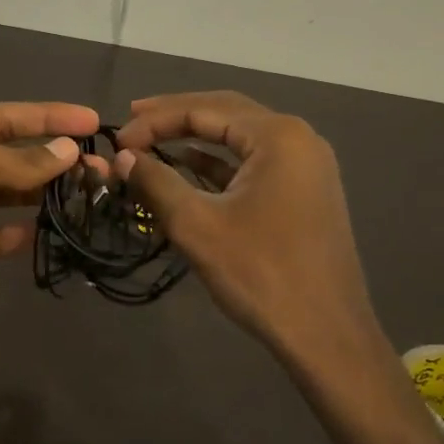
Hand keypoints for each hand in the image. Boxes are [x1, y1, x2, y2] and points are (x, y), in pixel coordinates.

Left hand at [0, 102, 99, 385]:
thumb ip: (13, 159)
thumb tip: (66, 151)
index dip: (46, 116)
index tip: (92, 121)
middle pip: (0, 156)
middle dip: (46, 159)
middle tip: (96, 170)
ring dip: (33, 195)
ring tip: (79, 198)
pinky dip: (8, 234)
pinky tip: (38, 234)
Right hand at [114, 91, 443, 443]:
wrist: (326, 334)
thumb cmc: (260, 273)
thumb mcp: (197, 224)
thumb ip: (155, 181)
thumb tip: (121, 157)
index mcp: (277, 136)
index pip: (204, 109)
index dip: (155, 120)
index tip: (117, 140)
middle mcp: (297, 138)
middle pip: (225, 113)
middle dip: (175, 117)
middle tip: (132, 121)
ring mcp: (305, 165)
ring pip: (239, 138)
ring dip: (194, 139)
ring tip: (151, 141)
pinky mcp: (303, 191)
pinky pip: (252, 163)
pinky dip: (216, 163)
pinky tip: (185, 168)